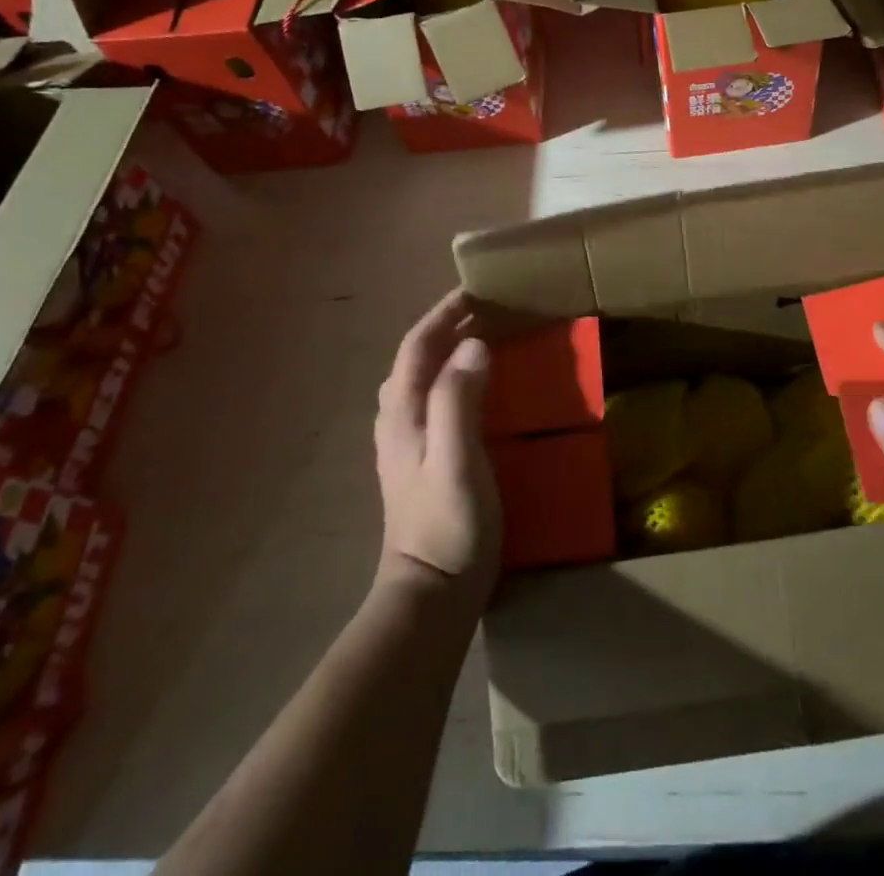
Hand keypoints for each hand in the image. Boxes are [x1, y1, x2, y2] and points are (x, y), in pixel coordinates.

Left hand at [374, 288, 500, 604]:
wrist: (432, 593)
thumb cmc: (449, 524)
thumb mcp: (457, 459)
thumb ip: (459, 400)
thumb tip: (474, 345)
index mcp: (404, 414)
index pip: (417, 346)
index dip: (442, 314)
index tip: (474, 290)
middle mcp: (398, 421)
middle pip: (415, 358)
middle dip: (445, 326)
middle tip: (485, 308)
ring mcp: (405, 444)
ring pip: (420, 379)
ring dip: (445, 350)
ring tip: (480, 337)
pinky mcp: (419, 461)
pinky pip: (431, 399)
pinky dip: (450, 376)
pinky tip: (472, 387)